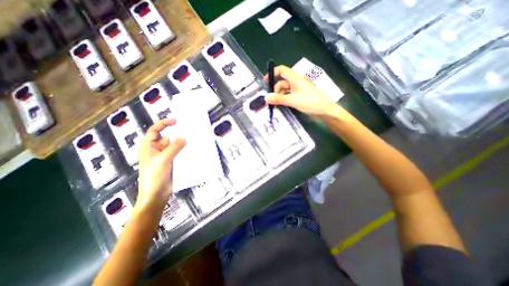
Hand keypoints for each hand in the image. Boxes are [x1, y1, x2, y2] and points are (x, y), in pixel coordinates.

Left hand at [137, 119, 186, 209]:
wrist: (156, 196)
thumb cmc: (153, 177)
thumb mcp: (163, 160)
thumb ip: (174, 147)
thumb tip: (184, 137)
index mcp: (148, 146)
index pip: (155, 130)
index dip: (165, 123)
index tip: (177, 120)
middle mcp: (157, 149)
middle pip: (168, 138)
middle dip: (178, 135)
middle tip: (191, 132)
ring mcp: (165, 156)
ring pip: (176, 146)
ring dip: (183, 144)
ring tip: (194, 140)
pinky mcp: (173, 162)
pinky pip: (180, 153)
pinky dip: (185, 151)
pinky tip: (193, 150)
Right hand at [262, 65, 341, 115]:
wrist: (325, 111)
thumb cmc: (310, 102)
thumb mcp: (293, 100)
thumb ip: (279, 99)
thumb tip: (266, 98)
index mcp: (295, 78)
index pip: (282, 70)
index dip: (273, 73)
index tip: (265, 82)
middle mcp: (296, 82)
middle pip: (281, 82)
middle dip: (275, 91)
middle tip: (270, 101)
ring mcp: (298, 90)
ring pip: (284, 90)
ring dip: (278, 97)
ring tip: (274, 106)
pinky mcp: (300, 97)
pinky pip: (288, 96)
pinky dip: (283, 100)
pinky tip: (280, 106)